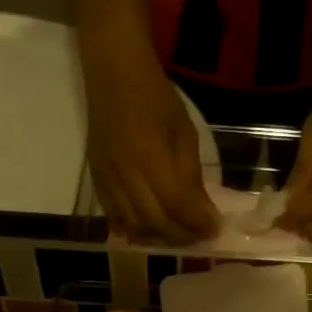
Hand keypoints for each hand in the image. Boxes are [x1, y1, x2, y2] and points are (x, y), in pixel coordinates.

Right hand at [82, 35, 219, 242]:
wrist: (113, 73)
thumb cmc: (156, 97)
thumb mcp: (185, 133)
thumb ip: (191, 176)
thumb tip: (203, 213)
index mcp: (150, 156)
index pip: (176, 204)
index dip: (197, 222)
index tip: (215, 229)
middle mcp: (125, 173)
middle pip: (154, 221)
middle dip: (181, 235)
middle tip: (199, 236)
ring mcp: (107, 178)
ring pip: (133, 225)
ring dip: (159, 238)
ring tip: (177, 236)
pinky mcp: (96, 179)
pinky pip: (114, 216)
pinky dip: (134, 230)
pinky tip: (150, 232)